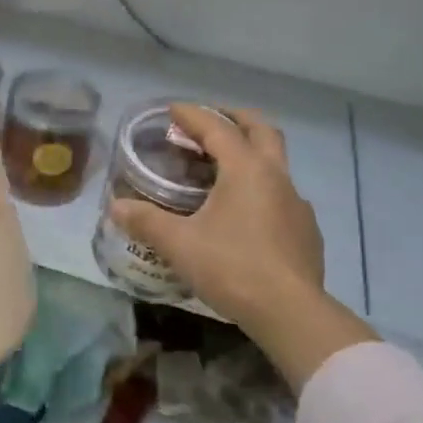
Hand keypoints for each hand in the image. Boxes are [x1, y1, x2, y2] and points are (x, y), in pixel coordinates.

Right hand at [108, 104, 326, 334]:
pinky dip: (262, 190)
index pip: (217, 128)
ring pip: (276, 163)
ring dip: (251, 154)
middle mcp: (276, 177)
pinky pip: (282, 196)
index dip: (193, 116)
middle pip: (261, 130)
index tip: (172, 110)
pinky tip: (246, 215)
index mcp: (246, 170)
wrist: (290, 313)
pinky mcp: (306, 231)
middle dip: (235, 119)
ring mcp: (297, 204)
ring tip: (224, 171)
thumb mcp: (180, 244)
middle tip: (210, 122)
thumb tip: (116, 207)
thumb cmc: (232, 268)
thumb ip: (146, 222)